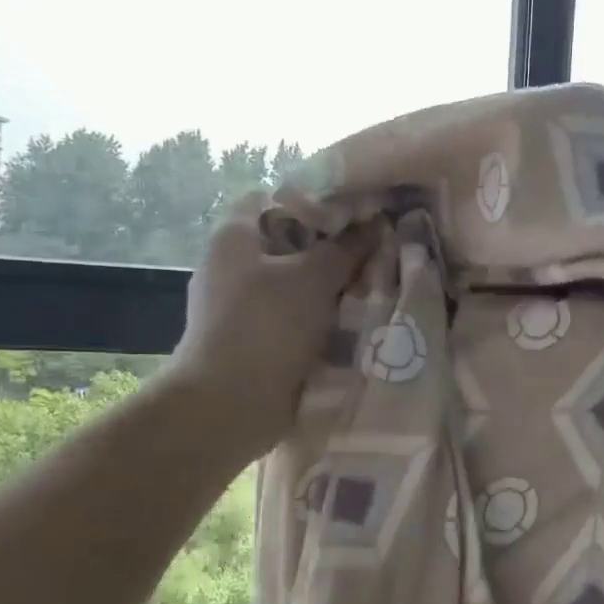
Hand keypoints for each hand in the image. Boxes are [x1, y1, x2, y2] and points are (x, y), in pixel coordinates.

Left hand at [169, 192, 368, 458]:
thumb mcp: (314, 277)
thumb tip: (375, 225)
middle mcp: (233, 264)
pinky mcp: (254, 338)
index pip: (279, 198)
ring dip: (331, 288)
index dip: (319, 202)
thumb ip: (347, 248)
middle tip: (375, 254)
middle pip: (292, 243)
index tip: (360, 215)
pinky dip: (320, 318)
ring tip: (373, 287)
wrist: (228, 404)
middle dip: (334, 249)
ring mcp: (241, 304)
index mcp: (235, 235)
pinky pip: (294, 316)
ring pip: (296, 283)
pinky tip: (353, 322)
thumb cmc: (267, 325)